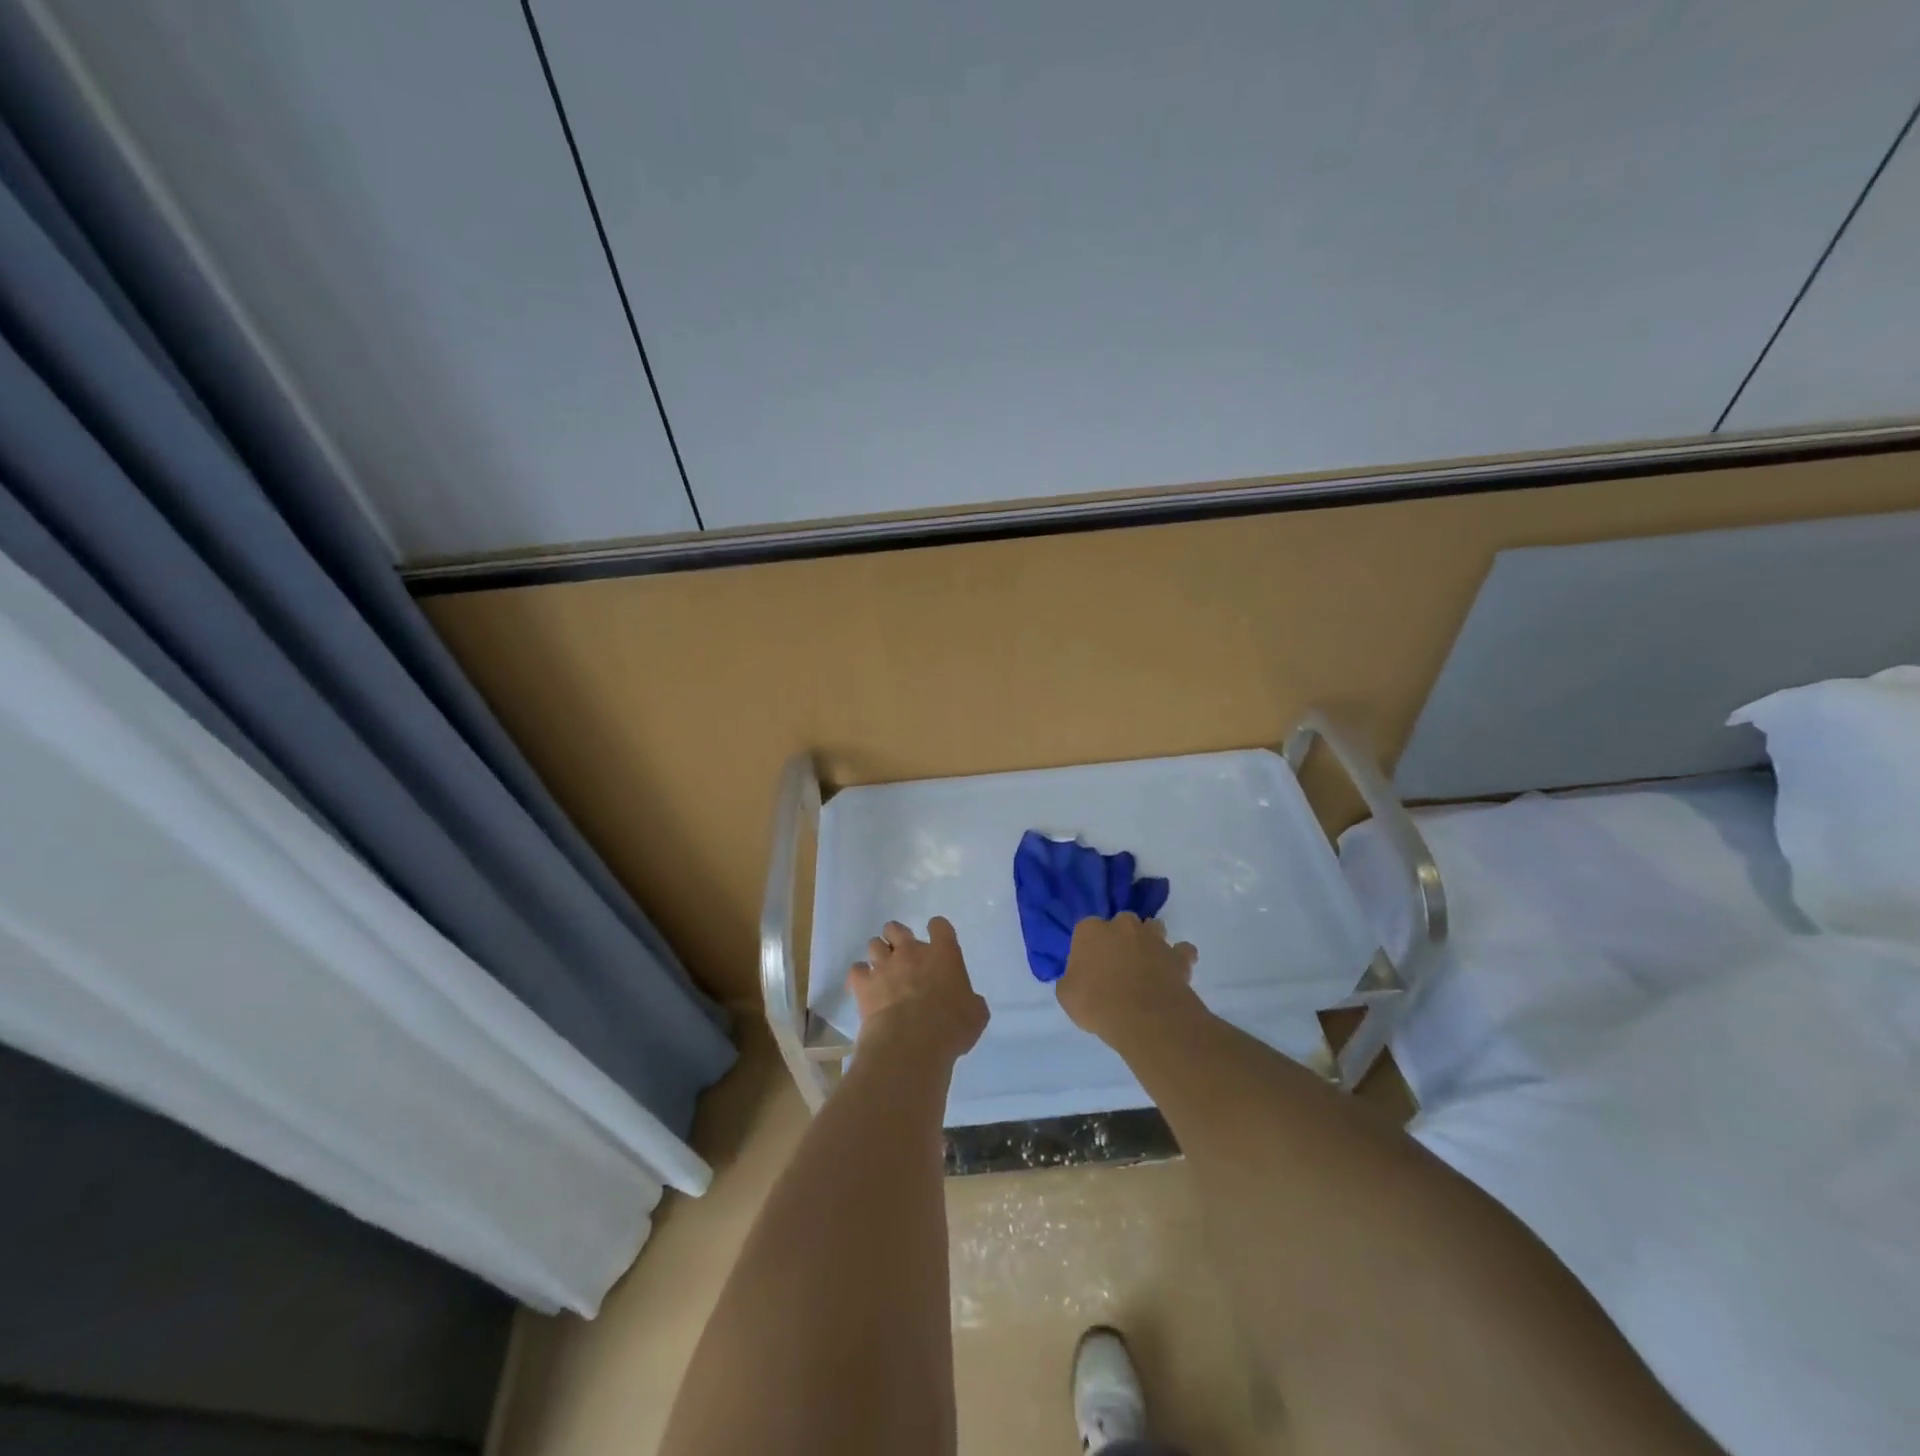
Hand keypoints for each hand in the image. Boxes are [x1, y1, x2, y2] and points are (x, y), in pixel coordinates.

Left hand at [848, 917, 989, 1059]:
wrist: (911, 1044)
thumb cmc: (950, 1028)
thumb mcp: (976, 1015)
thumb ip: (971, 1001)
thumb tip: (969, 1002)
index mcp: (943, 954)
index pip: (940, 926)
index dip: (937, 930)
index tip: (937, 941)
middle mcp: (911, 952)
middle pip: (896, 928)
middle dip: (897, 937)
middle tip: (902, 954)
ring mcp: (884, 965)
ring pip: (874, 944)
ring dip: (878, 955)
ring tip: (882, 971)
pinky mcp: (863, 984)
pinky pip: (856, 970)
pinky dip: (860, 976)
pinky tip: (865, 987)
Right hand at [1055, 913, 1200, 1048]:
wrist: (1144, 1018)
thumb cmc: (1097, 1004)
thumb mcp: (1067, 995)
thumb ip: (1071, 979)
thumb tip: (1076, 979)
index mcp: (1091, 930)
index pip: (1085, 929)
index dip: (1088, 946)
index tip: (1088, 965)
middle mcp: (1122, 926)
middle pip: (1122, 922)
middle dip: (1121, 936)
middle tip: (1118, 962)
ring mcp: (1153, 938)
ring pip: (1153, 927)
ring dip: (1150, 939)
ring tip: (1147, 961)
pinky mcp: (1177, 956)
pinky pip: (1182, 951)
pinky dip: (1180, 957)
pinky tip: (1176, 969)